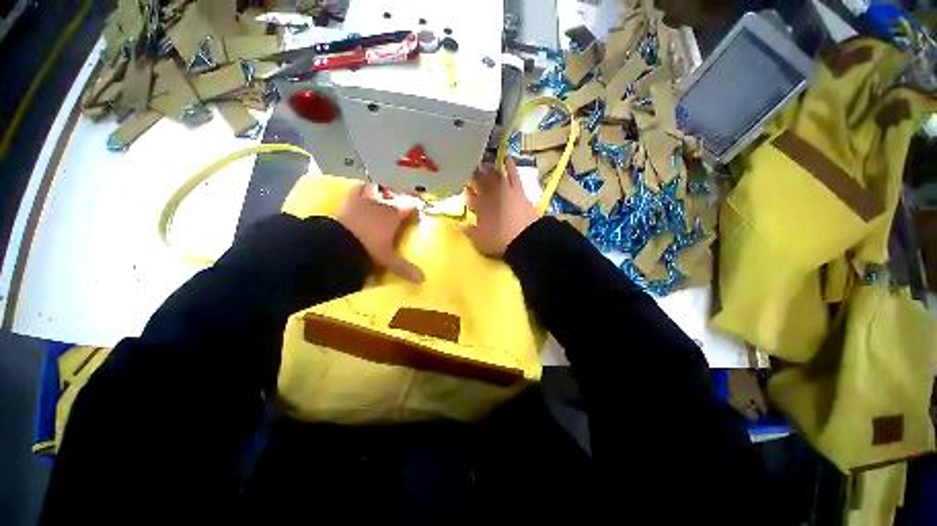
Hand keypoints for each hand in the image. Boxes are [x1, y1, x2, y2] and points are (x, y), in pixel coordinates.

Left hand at [338, 184, 424, 282]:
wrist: (339, 244)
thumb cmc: (369, 248)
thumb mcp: (388, 259)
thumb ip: (405, 268)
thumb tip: (422, 280)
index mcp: (395, 214)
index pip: (411, 205)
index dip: (416, 209)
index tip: (417, 217)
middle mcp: (382, 203)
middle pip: (397, 194)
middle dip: (403, 198)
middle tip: (404, 206)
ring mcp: (365, 199)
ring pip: (379, 188)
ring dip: (384, 191)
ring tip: (385, 197)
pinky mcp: (350, 200)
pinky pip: (358, 189)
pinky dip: (363, 189)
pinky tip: (364, 191)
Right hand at [464, 157, 538, 256]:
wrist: (524, 238)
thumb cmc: (499, 240)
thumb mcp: (479, 240)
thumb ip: (469, 231)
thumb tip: (460, 226)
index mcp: (478, 207)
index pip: (468, 196)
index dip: (465, 192)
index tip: (462, 190)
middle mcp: (489, 195)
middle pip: (478, 182)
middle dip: (472, 177)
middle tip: (468, 172)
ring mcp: (504, 190)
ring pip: (492, 175)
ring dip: (486, 169)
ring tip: (482, 165)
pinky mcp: (518, 189)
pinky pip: (512, 173)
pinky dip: (509, 164)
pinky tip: (506, 157)